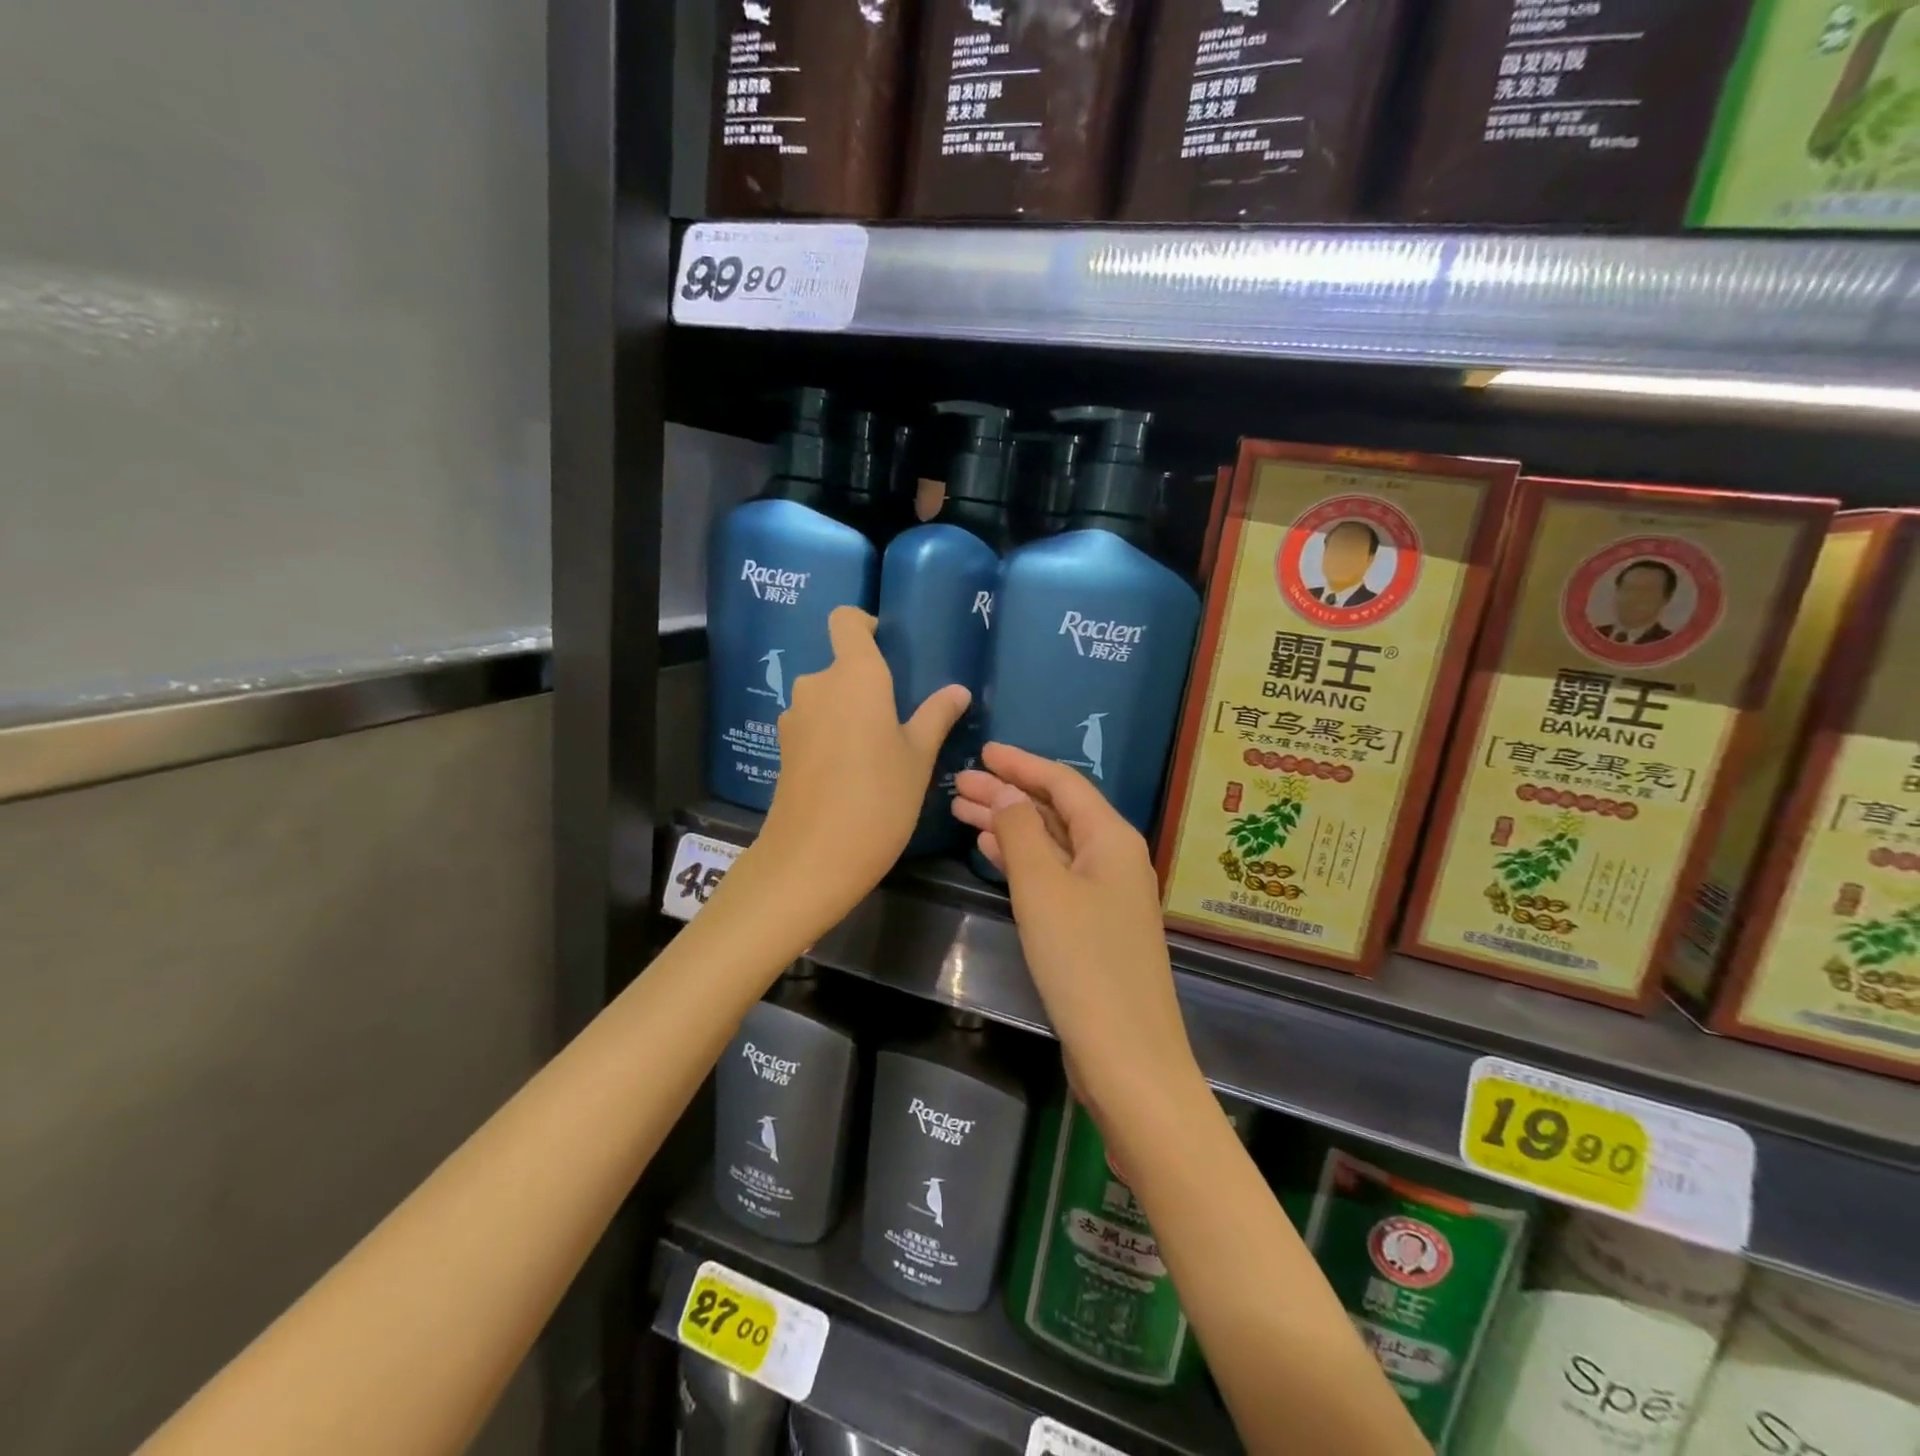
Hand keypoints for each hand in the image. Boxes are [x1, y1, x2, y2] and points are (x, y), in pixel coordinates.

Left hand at [751, 608, 968, 931]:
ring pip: (828, 699)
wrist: (812, 858)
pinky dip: (833, 736)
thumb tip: (958, 690)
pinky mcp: (783, 748)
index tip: (887, 645)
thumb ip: (936, 716)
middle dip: (868, 685)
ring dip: (850, 714)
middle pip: (841, 666)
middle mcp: (818, 685)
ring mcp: (795, 717)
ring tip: (879, 752)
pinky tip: (852, 773)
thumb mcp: (918, 758)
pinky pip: (814, 726)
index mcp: (855, 676)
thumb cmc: (879, 799)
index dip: (864, 624)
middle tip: (901, 720)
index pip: (846, 620)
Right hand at [951, 743, 1199, 1120]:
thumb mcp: (1044, 889)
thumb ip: (1022, 833)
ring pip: (1051, 843)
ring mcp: (1104, 894)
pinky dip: (1021, 860)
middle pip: (1055, 811)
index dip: (1021, 764)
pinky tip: (990, 852)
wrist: (1126, 1056)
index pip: (1062, 783)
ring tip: (961, 811)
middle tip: (958, 785)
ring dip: (1009, 825)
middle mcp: (1113, 858)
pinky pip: (1052, 875)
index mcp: (1112, 838)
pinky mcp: (1092, 926)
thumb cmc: (1083, 964)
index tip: (982, 752)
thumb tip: (1004, 792)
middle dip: (1007, 794)